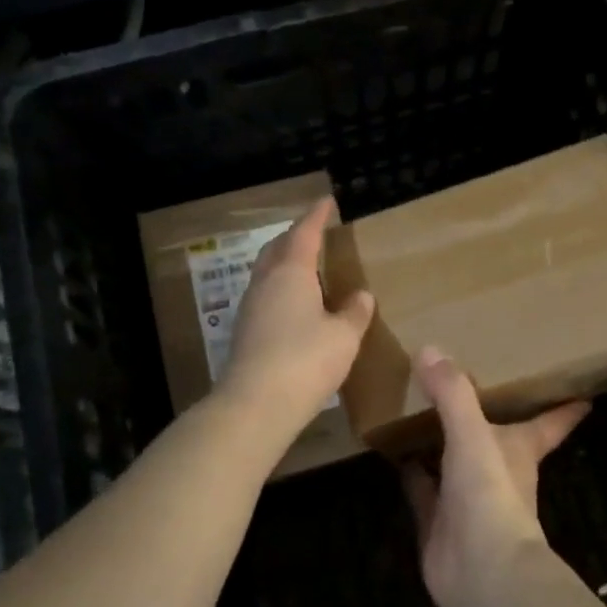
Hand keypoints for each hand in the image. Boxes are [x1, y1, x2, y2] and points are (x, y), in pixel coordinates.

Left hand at [220, 199, 374, 429]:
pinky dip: (280, 288)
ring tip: (305, 266)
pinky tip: (294, 304)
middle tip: (314, 232)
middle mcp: (266, 283)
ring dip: (284, 262)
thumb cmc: (306, 360)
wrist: (255, 405)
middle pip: (277, 248)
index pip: (304, 233)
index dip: (316, 216)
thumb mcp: (343, 336)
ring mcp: (250, 308)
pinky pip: (265, 295)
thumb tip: (361, 296)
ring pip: (267, 272)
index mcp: (291, 273)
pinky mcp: (245, 333)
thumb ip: (354, 312)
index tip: (326, 202)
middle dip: (295, 236)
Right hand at [403, 346, 589, 606]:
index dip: (564, 409)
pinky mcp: (438, 521)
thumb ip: (453, 393)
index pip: (550, 423)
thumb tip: (429, 350)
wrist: (480, 571)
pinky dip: (411, 472)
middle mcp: (498, 471)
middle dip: (489, 415)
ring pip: (455, 461)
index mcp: (520, 449)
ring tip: (421, 407)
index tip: (583, 394)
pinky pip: (422, 489)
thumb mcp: (474, 434)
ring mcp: (467, 498)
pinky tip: (394, 453)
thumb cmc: (492, 494)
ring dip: (442, 440)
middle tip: (470, 381)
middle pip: (497, 437)